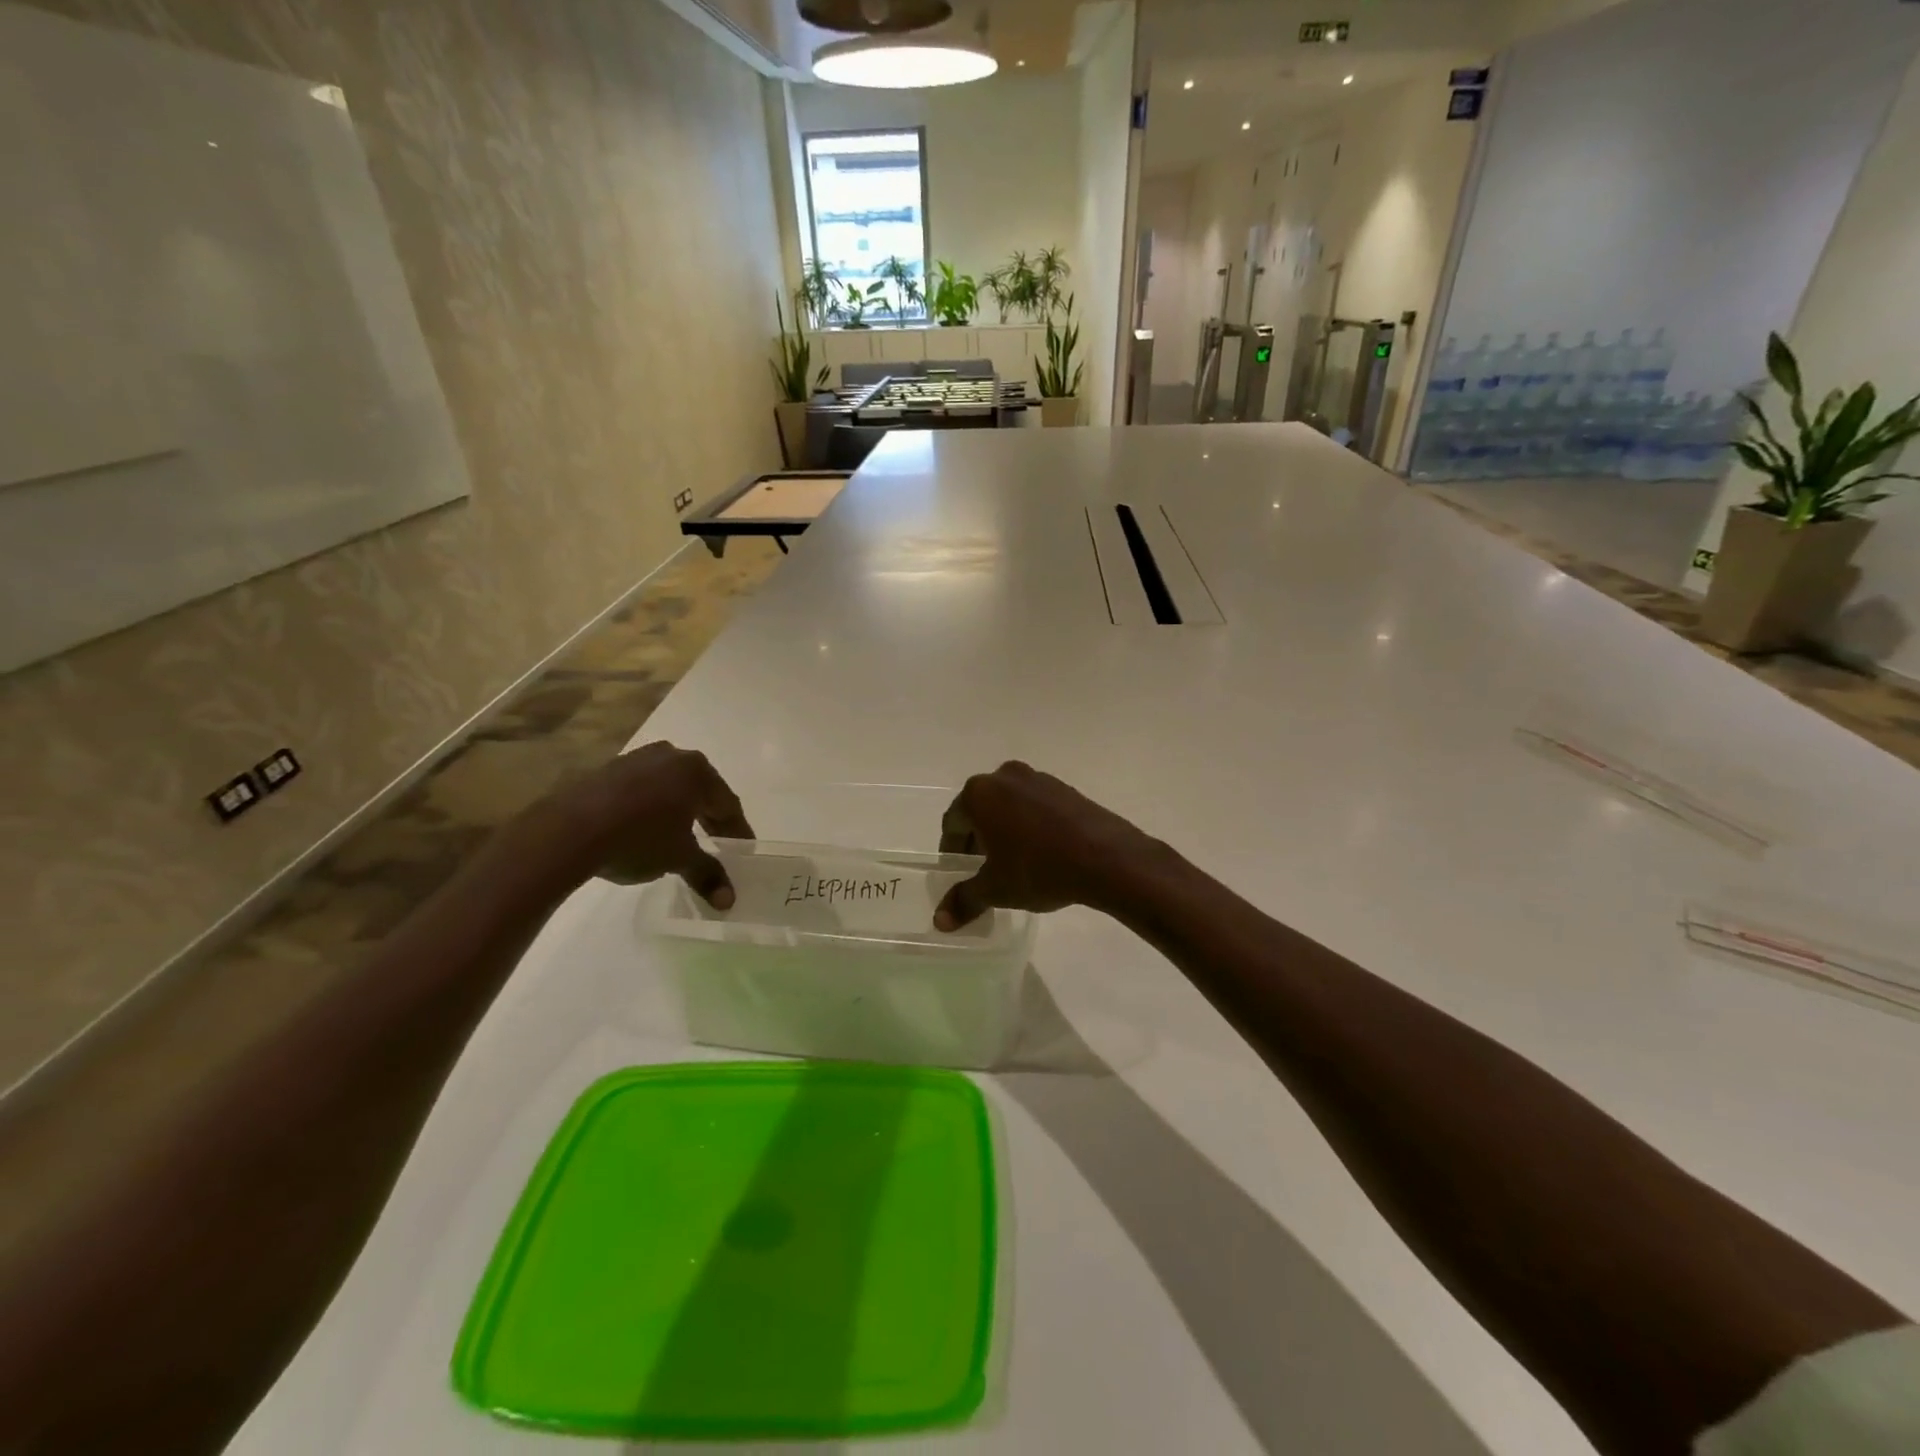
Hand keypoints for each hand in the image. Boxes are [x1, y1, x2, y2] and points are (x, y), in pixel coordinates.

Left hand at [552, 742, 753, 907]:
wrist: (567, 831)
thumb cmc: (638, 839)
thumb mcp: (678, 859)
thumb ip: (707, 874)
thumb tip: (729, 902)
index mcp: (697, 771)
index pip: (728, 804)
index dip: (737, 830)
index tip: (743, 849)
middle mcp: (672, 756)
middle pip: (701, 791)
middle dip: (710, 818)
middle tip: (718, 842)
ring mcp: (637, 758)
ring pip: (671, 786)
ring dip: (680, 810)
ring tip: (682, 835)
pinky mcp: (608, 769)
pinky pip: (643, 787)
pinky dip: (652, 806)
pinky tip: (646, 827)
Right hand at [934, 761, 1160, 929]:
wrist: (1106, 858)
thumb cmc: (1038, 868)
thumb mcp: (996, 889)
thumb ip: (964, 900)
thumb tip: (940, 921)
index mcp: (979, 794)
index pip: (953, 822)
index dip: (952, 850)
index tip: (958, 872)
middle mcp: (1004, 777)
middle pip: (980, 809)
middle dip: (977, 838)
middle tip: (982, 869)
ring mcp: (1038, 778)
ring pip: (1008, 806)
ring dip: (1004, 830)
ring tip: (1013, 862)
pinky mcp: (1065, 788)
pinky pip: (1035, 806)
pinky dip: (1029, 825)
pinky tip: (1041, 852)